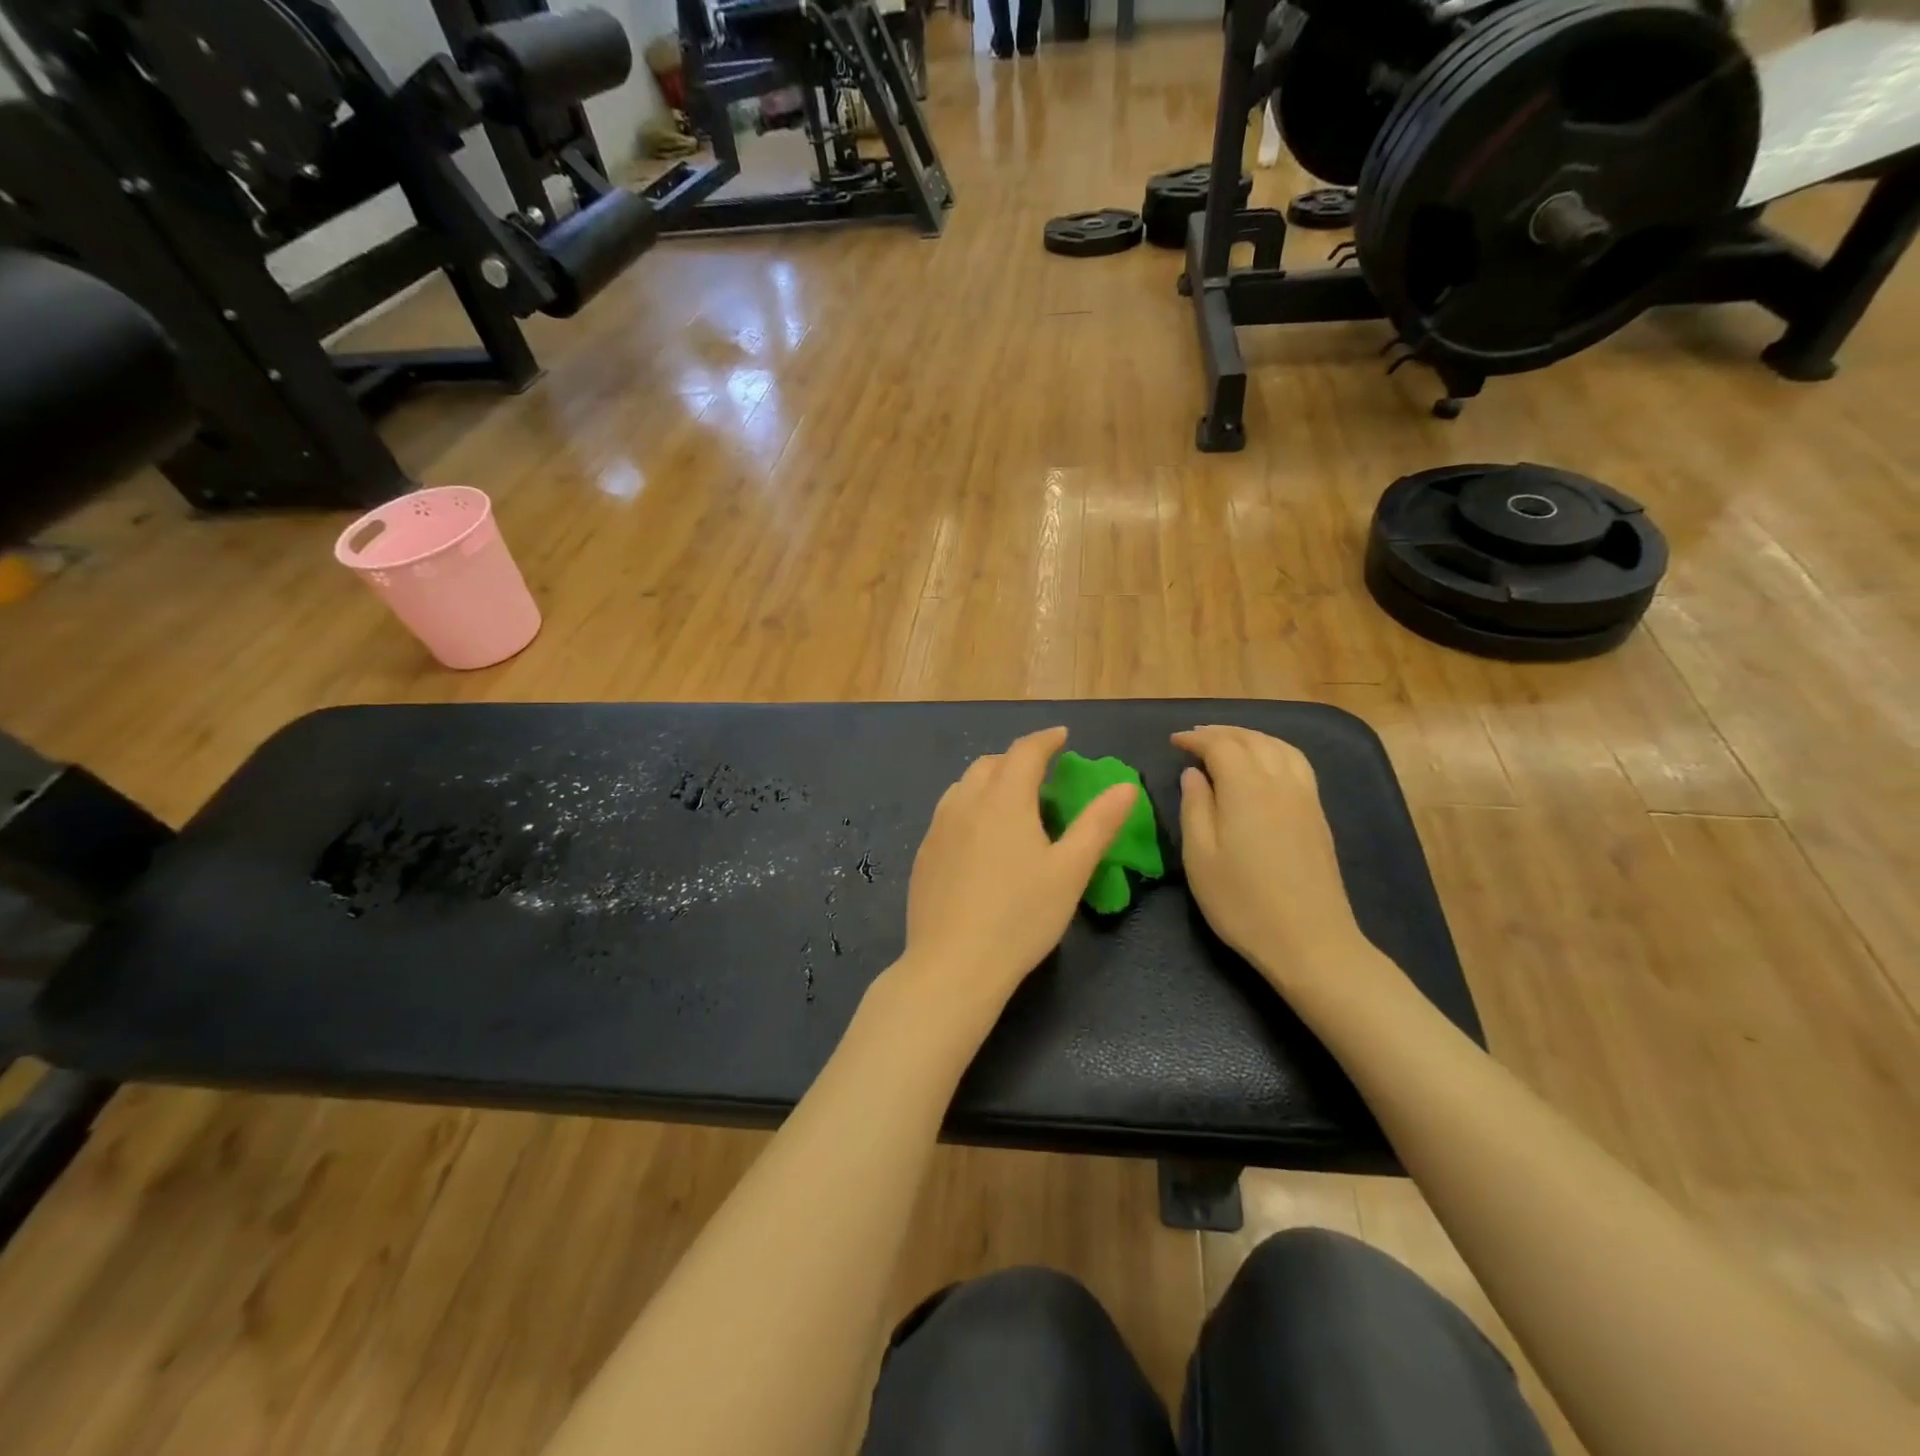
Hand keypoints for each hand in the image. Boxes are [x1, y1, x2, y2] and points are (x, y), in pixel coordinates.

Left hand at [899, 727, 1135, 1015]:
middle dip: (1016, 759)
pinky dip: (969, 806)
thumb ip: (1098, 824)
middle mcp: (965, 803)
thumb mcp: (1070, 871)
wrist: (954, 964)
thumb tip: (1124, 786)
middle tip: (1040, 773)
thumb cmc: (1021, 916)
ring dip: (989, 780)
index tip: (1062, 736)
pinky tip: (978, 836)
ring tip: (1009, 800)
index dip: (1046, 739)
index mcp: (1004, 799)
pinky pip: (948, 813)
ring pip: (964, 786)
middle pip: (990, 763)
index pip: (1025, 752)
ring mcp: (938, 828)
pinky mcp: (924, 854)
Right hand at [1173, 726, 1370, 985]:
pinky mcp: (1318, 815)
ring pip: (1280, 747)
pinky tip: (1264, 766)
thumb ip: (1194, 808)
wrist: (1310, 942)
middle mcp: (1280, 783)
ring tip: (1228, 745)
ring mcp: (1305, 798)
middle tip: (1195, 738)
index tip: (1174, 742)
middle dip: (1222, 733)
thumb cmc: (1243, 903)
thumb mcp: (1200, 858)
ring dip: (1251, 738)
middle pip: (1252, 740)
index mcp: (1247, 789)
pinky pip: (1297, 764)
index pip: (1221, 746)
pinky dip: (1274, 751)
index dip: (1195, 739)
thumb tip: (1193, 774)